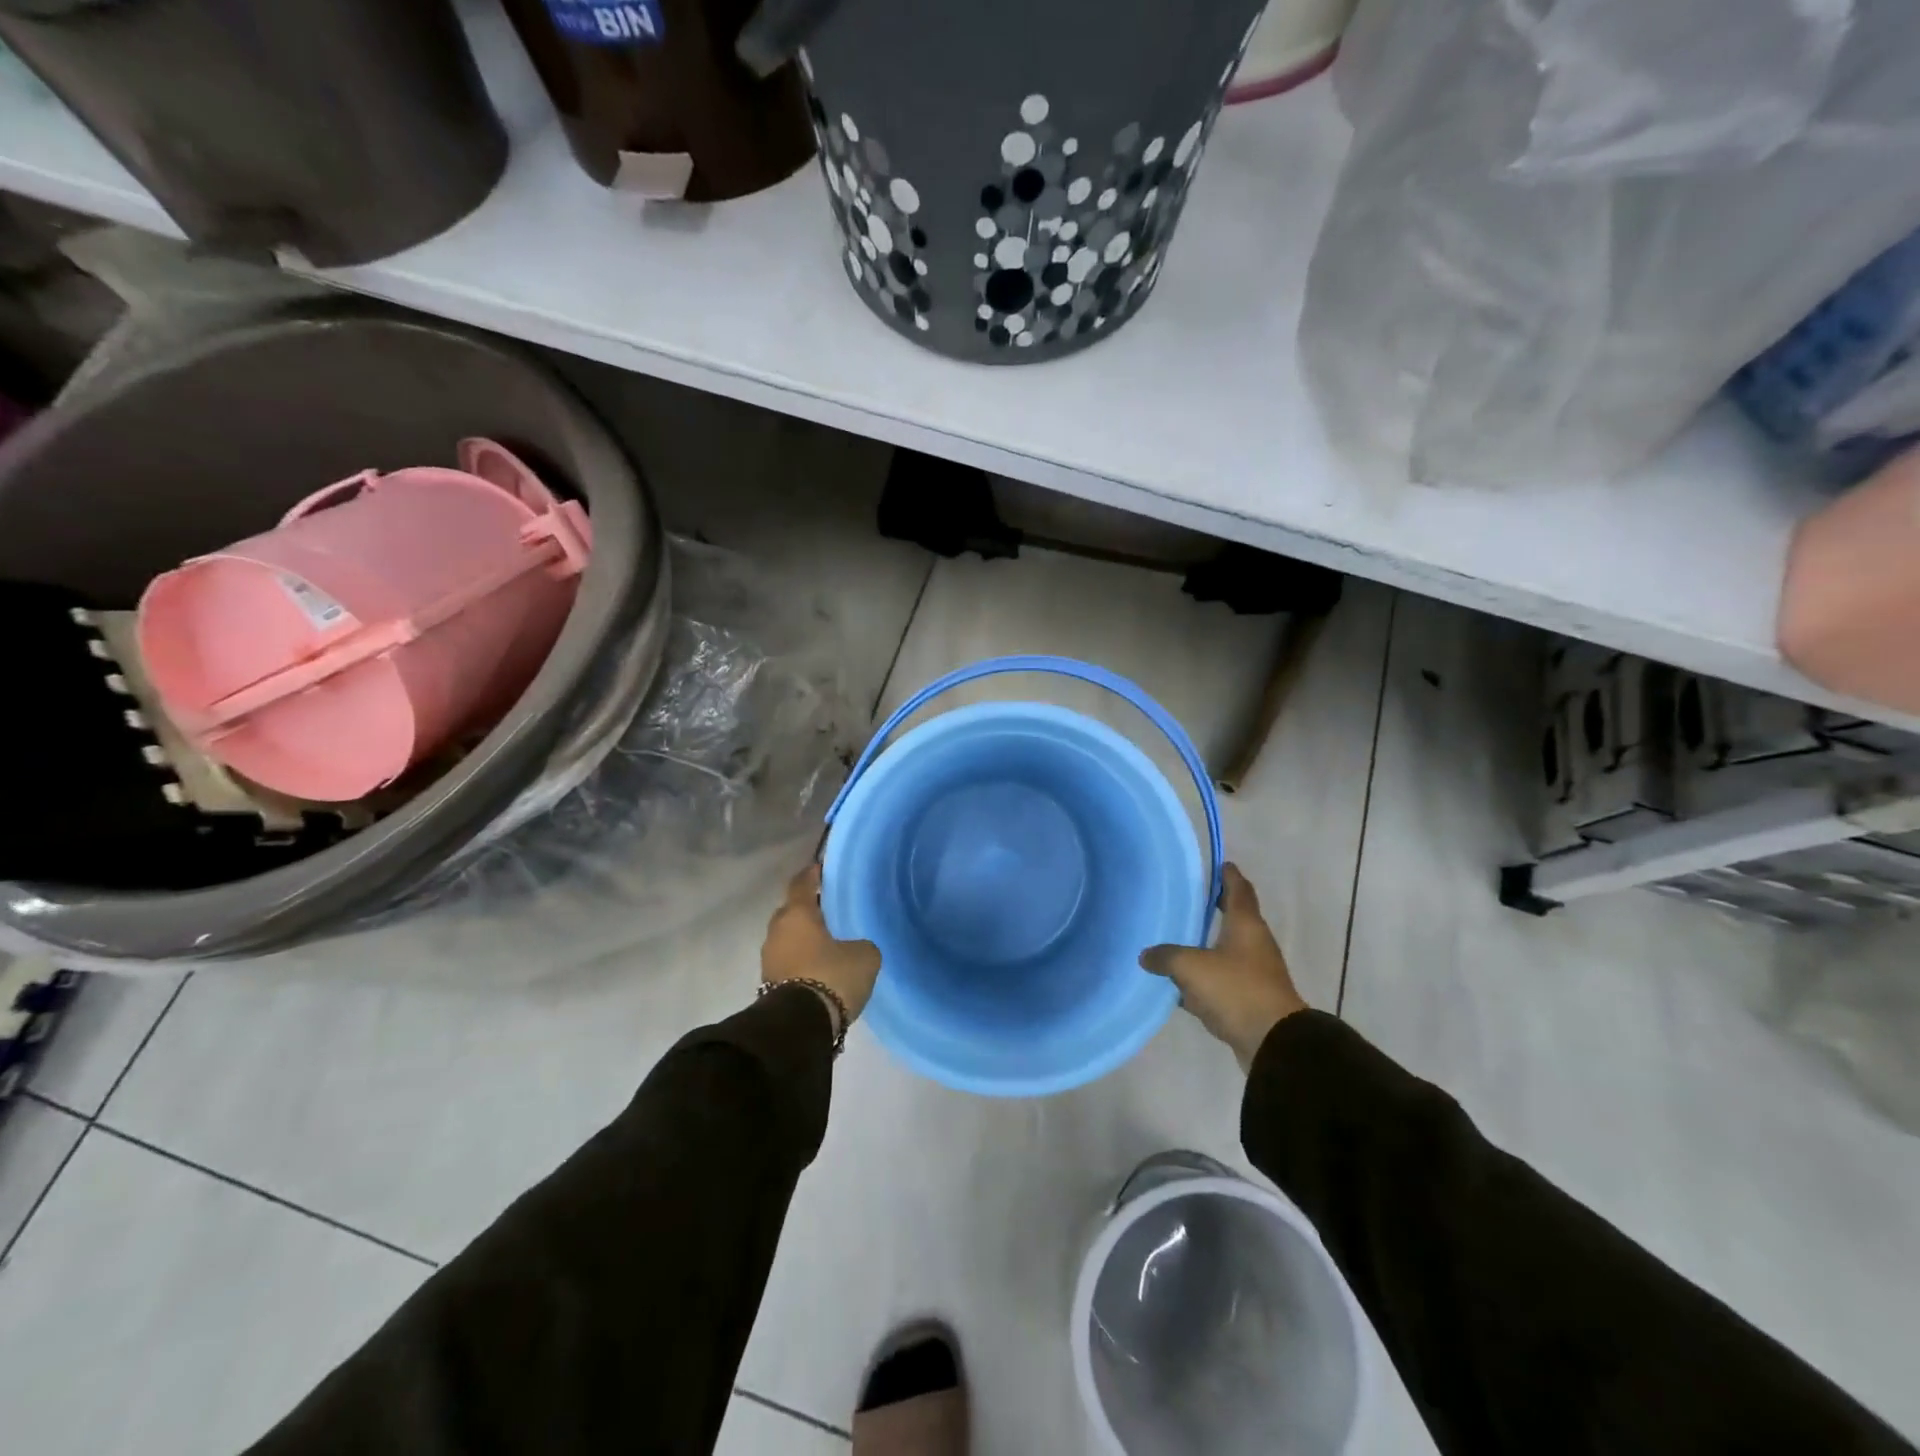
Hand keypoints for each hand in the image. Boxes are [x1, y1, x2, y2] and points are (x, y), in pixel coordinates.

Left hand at [762, 865, 881, 1032]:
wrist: (799, 1026)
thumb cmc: (831, 976)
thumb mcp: (864, 956)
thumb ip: (860, 944)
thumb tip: (854, 948)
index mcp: (797, 914)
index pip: (802, 883)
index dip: (812, 874)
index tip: (821, 867)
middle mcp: (777, 930)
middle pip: (791, 911)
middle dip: (807, 909)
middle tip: (828, 910)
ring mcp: (769, 959)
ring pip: (788, 939)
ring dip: (803, 939)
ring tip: (827, 943)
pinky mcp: (768, 985)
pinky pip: (788, 962)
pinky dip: (801, 961)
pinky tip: (819, 968)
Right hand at [1140, 864, 1306, 1068]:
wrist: (1273, 1042)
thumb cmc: (1236, 990)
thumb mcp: (1191, 967)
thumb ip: (1166, 956)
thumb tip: (1146, 955)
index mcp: (1246, 925)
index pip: (1239, 889)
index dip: (1228, 875)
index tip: (1220, 864)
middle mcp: (1254, 944)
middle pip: (1234, 918)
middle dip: (1214, 909)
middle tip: (1188, 901)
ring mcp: (1254, 973)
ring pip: (1226, 951)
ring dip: (1206, 945)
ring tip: (1177, 940)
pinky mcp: (1249, 999)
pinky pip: (1222, 981)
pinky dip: (1204, 978)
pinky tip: (1181, 985)